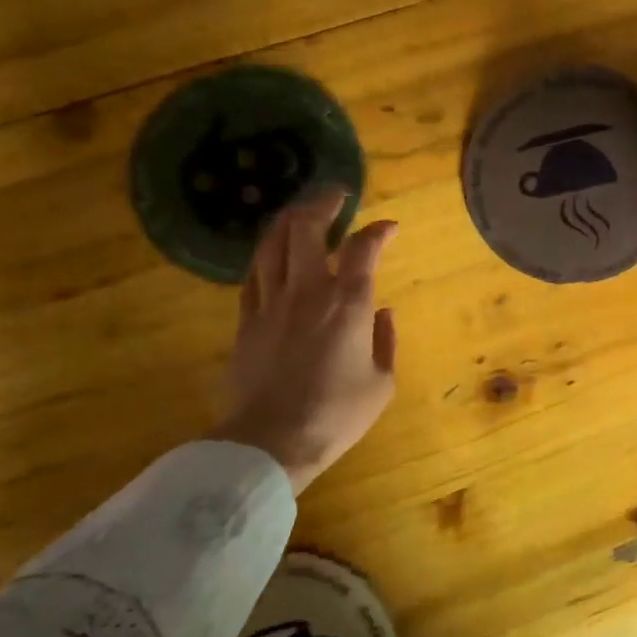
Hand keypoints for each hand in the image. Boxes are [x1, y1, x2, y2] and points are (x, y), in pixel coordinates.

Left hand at [215, 189, 397, 492]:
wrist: (272, 440)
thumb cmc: (336, 415)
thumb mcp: (381, 384)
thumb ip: (386, 342)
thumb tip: (383, 312)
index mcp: (348, 304)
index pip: (364, 248)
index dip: (379, 230)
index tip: (390, 227)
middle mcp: (308, 290)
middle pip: (307, 228)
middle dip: (323, 203)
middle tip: (337, 196)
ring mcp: (271, 302)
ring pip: (273, 243)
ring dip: (289, 220)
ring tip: (301, 212)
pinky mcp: (246, 320)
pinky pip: (253, 274)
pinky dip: (266, 255)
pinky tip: (272, 253)